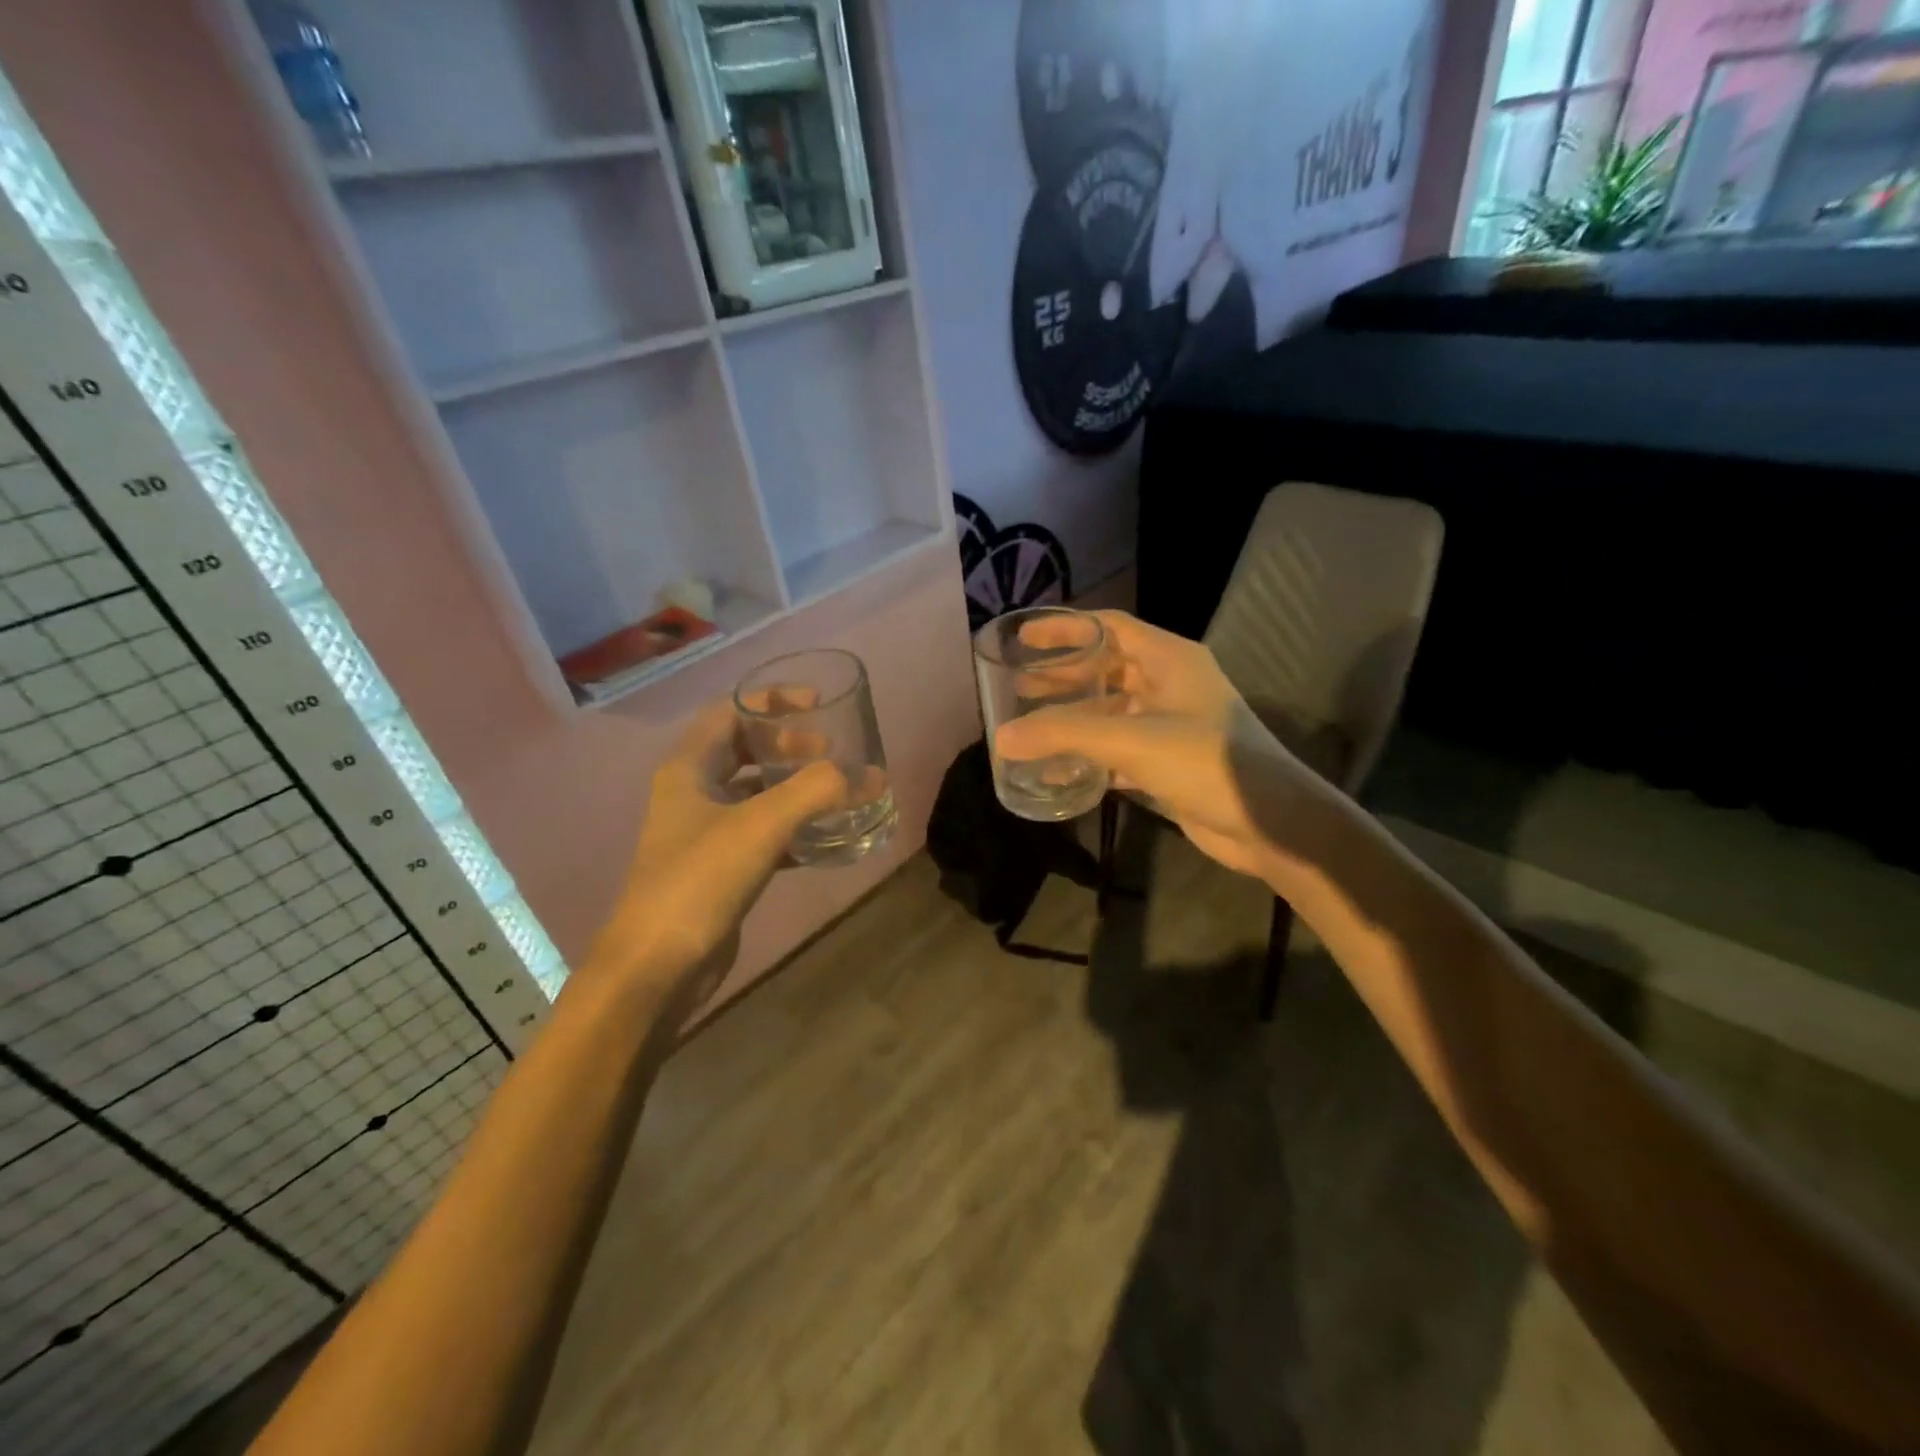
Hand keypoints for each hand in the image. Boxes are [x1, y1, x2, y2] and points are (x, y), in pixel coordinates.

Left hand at [579, 701, 848, 1018]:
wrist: (658, 965)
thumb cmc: (700, 879)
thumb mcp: (762, 824)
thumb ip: (818, 791)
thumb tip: (871, 776)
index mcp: (689, 769)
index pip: (730, 713)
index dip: (772, 701)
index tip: (817, 704)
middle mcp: (692, 794)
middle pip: (743, 751)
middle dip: (788, 745)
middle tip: (830, 752)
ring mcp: (704, 834)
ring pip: (754, 794)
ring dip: (793, 788)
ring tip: (835, 790)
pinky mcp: (719, 870)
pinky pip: (762, 835)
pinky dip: (793, 830)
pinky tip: (825, 840)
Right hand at [996, 611, 1312, 881]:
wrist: (1270, 822)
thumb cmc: (1206, 762)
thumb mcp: (1131, 740)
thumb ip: (1064, 734)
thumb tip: (1002, 737)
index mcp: (1169, 659)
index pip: (1109, 626)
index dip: (1066, 628)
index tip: (1024, 637)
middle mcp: (1170, 684)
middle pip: (1106, 668)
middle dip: (1063, 676)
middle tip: (1018, 684)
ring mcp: (1171, 724)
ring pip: (1110, 711)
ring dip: (1073, 717)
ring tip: (1029, 724)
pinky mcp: (1168, 761)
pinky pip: (1118, 749)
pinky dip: (1089, 755)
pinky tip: (1058, 770)